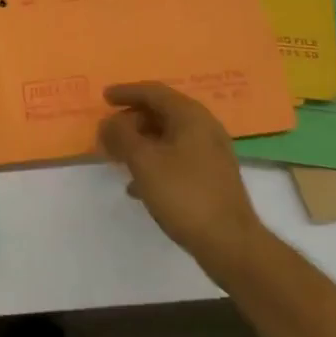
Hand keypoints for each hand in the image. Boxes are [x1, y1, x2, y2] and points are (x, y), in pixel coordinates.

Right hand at [98, 83, 267, 279]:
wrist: (231, 244)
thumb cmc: (184, 194)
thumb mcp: (144, 161)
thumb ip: (121, 136)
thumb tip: (108, 123)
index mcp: (190, 115)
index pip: (153, 92)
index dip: (126, 92)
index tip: (104, 98)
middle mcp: (204, 128)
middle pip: (161, 113)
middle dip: (131, 121)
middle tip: (109, 133)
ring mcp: (211, 154)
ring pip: (168, 137)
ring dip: (141, 143)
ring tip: (118, 157)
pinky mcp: (212, 178)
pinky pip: (177, 158)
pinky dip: (155, 163)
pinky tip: (138, 186)